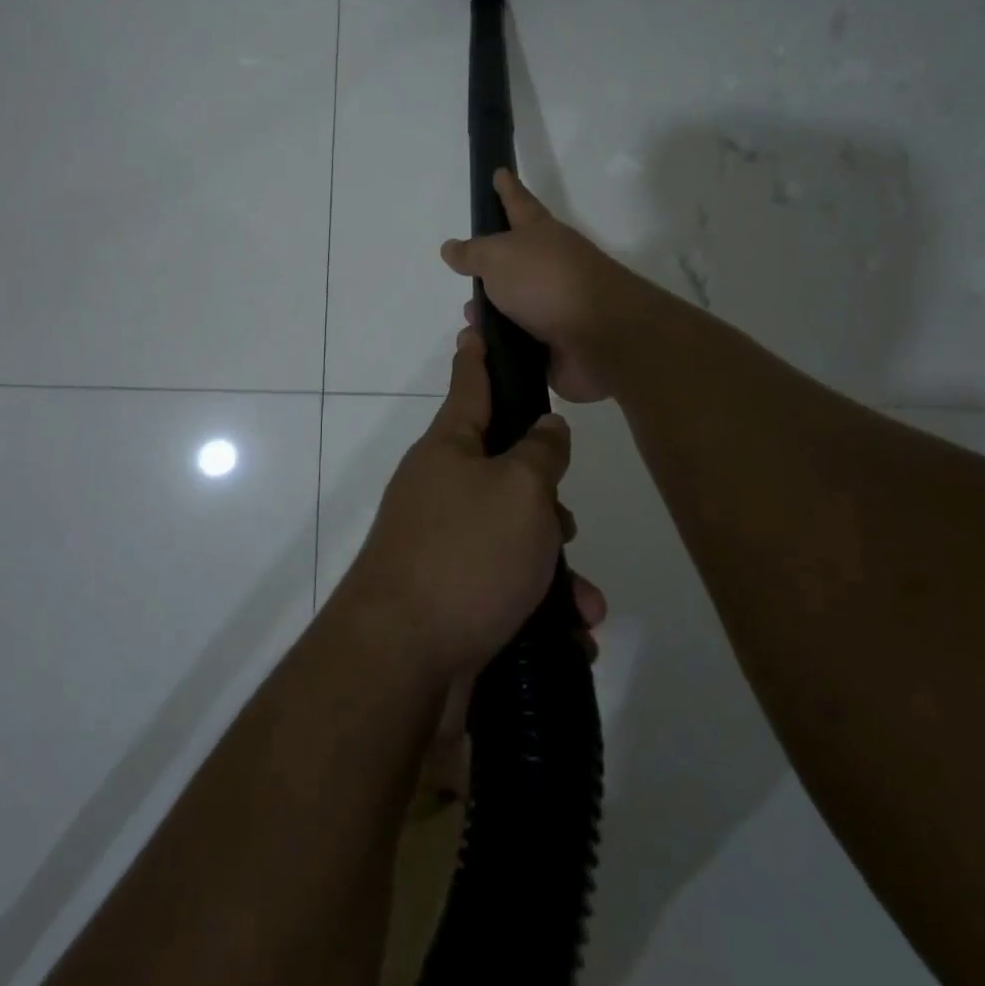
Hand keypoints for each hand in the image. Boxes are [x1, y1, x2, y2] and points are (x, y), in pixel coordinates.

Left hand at [341, 326, 577, 682]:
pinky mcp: (451, 594)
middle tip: (565, 523)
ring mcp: (443, 542)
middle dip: (547, 498)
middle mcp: (441, 487)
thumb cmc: (466, 555)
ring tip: (582, 602)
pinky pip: (507, 585)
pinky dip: (540, 606)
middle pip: (505, 469)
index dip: (480, 353)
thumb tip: (545, 428)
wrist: (402, 660)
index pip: (470, 383)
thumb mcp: (520, 491)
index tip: (476, 325)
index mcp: (450, 448)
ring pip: (515, 535)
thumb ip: (541, 453)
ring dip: (555, 567)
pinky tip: (570, 634)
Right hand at [440, 169, 644, 402]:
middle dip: (489, 269)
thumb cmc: (547, 282)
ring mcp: (556, 307)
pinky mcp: (556, 345)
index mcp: (540, 235)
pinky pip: (519, 344)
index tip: (499, 172)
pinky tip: (483, 353)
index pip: (518, 203)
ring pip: (514, 308)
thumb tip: (451, 247)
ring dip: (491, 316)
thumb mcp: (499, 257)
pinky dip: (501, 347)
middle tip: (465, 275)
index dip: (507, 189)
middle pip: (515, 262)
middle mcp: (550, 267)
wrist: (600, 337)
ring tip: (470, 326)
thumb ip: (473, 253)